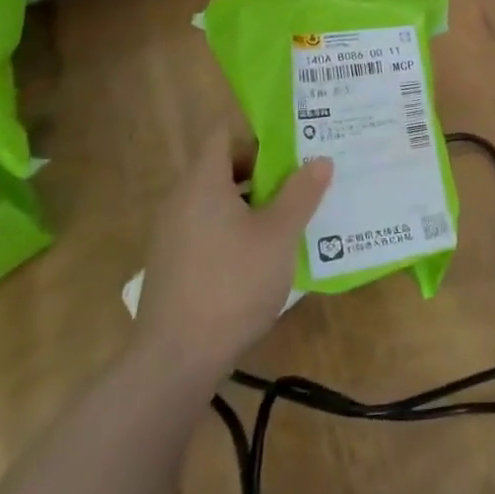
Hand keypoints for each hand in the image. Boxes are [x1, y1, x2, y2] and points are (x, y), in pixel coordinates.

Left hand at [135, 129, 331, 388]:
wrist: (176, 360)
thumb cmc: (233, 283)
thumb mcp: (279, 234)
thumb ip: (301, 193)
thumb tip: (320, 160)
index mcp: (202, 183)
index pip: (224, 135)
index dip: (258, 133)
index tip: (294, 143)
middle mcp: (181, 201)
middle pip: (223, 166)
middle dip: (264, 169)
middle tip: (304, 177)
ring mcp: (174, 235)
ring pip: (218, 200)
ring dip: (254, 201)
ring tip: (293, 213)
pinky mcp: (175, 265)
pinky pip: (209, 228)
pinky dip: (237, 227)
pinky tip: (266, 252)